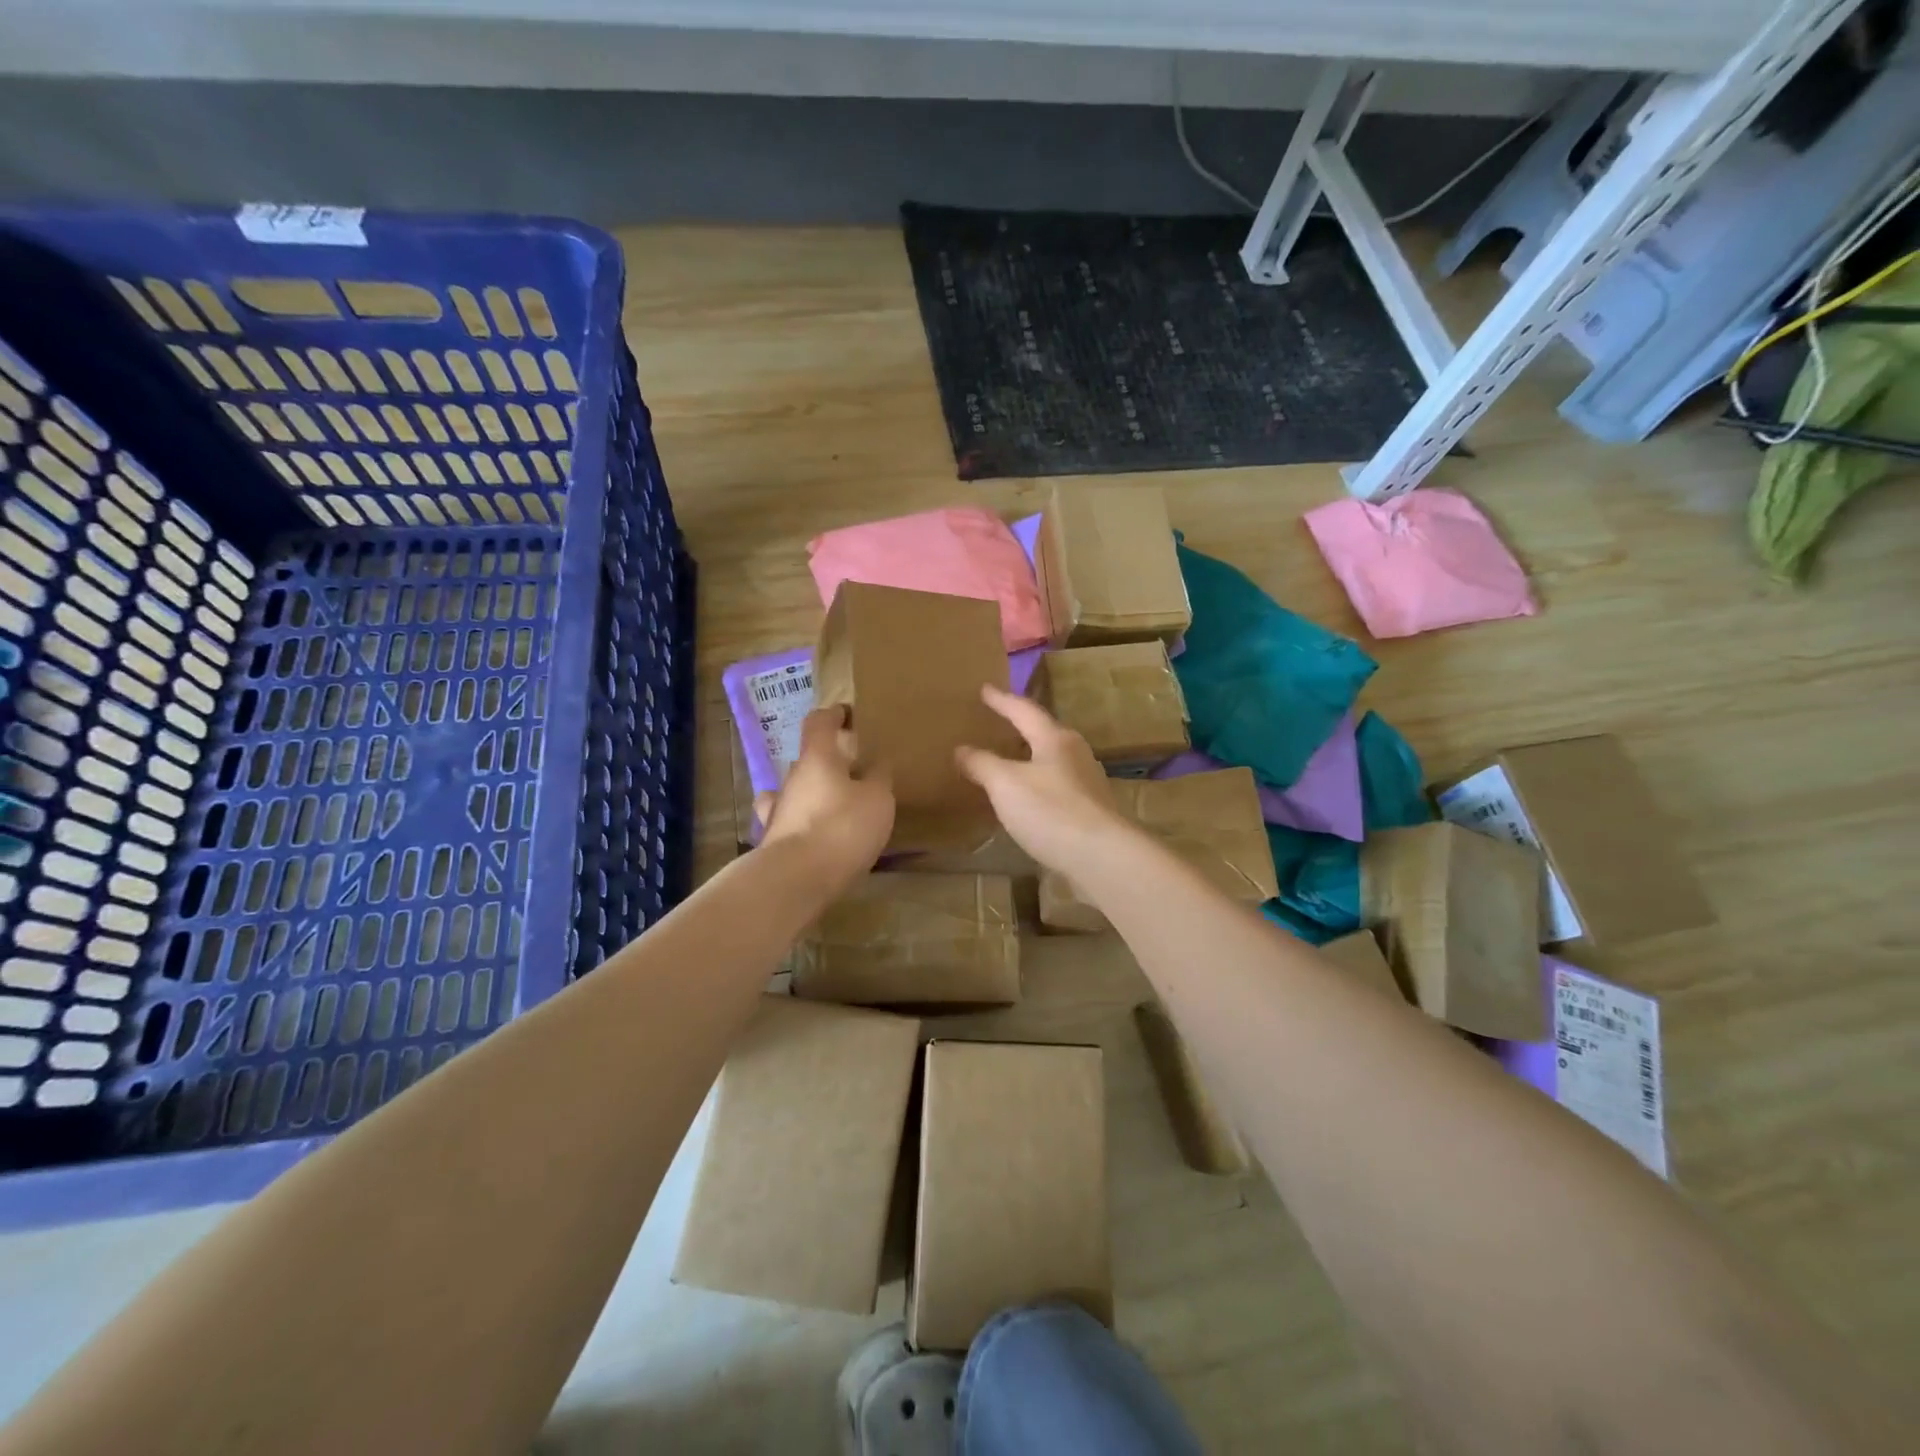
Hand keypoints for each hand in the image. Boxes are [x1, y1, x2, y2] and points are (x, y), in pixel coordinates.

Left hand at [755, 706, 894, 895]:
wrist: (797, 879)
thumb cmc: (841, 828)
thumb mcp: (877, 800)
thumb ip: (879, 778)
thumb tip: (879, 762)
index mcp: (817, 758)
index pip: (819, 722)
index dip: (834, 715)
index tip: (849, 715)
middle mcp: (791, 778)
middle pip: (808, 759)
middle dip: (829, 761)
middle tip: (855, 770)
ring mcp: (778, 810)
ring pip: (795, 791)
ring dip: (813, 792)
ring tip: (835, 804)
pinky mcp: (774, 842)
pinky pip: (790, 822)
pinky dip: (803, 822)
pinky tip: (815, 833)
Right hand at [954, 684, 1128, 874]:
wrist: (1102, 857)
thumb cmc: (1051, 811)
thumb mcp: (1006, 784)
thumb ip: (982, 764)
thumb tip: (961, 749)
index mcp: (1055, 739)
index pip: (1024, 710)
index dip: (1001, 700)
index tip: (984, 689)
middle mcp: (1075, 754)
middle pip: (1044, 733)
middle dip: (1019, 727)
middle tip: (997, 723)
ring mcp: (1087, 783)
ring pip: (1052, 761)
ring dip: (1029, 758)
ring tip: (1007, 761)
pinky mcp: (1090, 810)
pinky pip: (1056, 787)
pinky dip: (1036, 785)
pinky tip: (1026, 799)